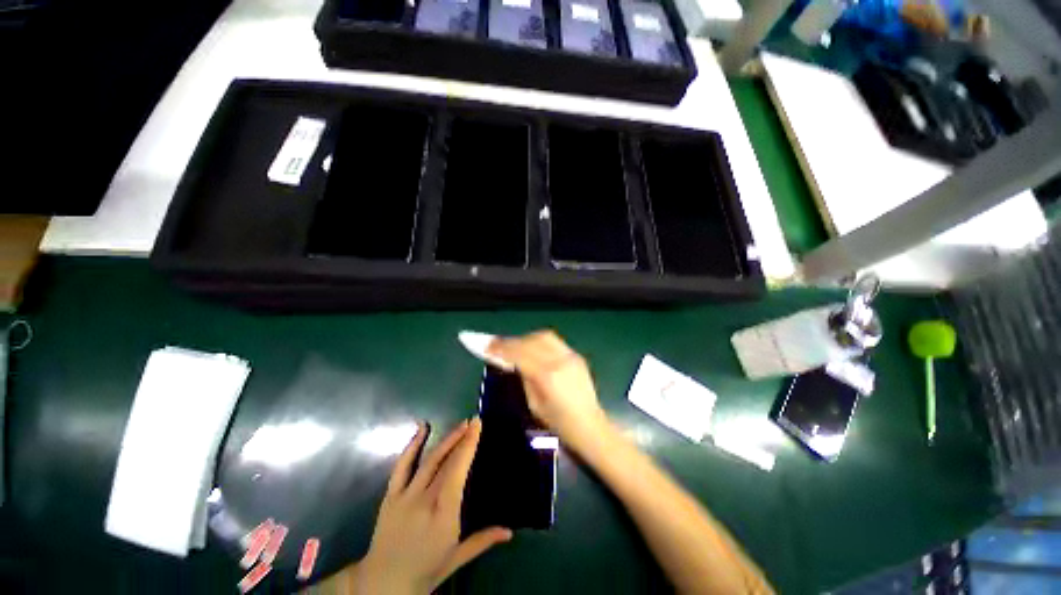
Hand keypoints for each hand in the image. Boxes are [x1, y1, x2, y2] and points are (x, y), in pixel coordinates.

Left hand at [350, 419, 511, 593]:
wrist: (383, 583)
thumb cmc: (425, 571)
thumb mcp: (456, 558)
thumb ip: (483, 540)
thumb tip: (510, 532)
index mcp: (444, 514)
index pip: (459, 471)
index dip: (468, 446)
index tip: (477, 426)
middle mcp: (425, 500)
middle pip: (447, 462)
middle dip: (462, 438)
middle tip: (473, 421)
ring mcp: (406, 495)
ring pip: (429, 460)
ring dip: (446, 440)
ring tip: (459, 425)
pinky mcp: (391, 495)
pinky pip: (402, 466)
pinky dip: (412, 445)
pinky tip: (422, 428)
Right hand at [488, 330, 610, 454]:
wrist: (590, 425)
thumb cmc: (559, 423)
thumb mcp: (534, 404)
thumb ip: (524, 378)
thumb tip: (512, 361)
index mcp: (547, 376)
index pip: (520, 354)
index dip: (501, 348)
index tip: (486, 346)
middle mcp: (560, 360)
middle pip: (531, 340)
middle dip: (512, 341)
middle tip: (498, 345)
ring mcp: (570, 355)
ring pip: (544, 336)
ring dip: (525, 338)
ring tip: (514, 346)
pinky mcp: (576, 355)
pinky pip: (554, 342)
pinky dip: (538, 341)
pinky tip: (532, 348)